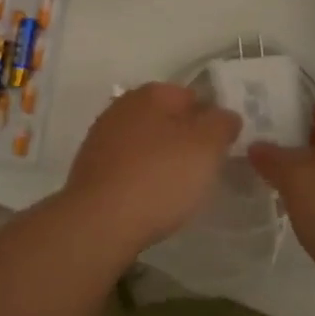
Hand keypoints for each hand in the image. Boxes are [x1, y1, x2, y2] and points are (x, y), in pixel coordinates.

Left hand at [59, 83, 240, 255]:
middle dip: (185, 140)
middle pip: (166, 119)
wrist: (99, 222)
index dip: (211, 121)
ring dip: (161, 160)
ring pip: (145, 143)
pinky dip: (140, 178)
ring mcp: (101, 137)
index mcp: (150, 93)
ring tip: (178, 191)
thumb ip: (222, 124)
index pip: (192, 97)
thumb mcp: (207, 147)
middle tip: (202, 170)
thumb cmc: (159, 177)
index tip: (221, 149)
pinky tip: (149, 201)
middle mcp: (122, 107)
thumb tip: (224, 116)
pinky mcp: (90, 168)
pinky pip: (127, 167)